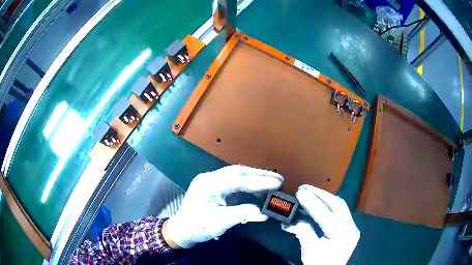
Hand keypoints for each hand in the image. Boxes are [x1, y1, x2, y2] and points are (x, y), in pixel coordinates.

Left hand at [165, 165, 283, 247]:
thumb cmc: (198, 226)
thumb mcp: (219, 222)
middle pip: (238, 172)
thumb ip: (242, 215)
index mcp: (208, 183)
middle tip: (280, 180)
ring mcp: (212, 181)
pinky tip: (259, 190)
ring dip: (255, 178)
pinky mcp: (215, 187)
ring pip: (237, 175)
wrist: (182, 229)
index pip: (237, 178)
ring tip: (273, 184)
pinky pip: (235, 182)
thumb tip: (265, 213)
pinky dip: (249, 185)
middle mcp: (210, 177)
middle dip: (260, 176)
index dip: (258, 181)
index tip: (277, 183)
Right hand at [283, 185, 359, 264]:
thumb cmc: (322, 264)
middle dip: (320, 194)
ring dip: (324, 197)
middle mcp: (351, 228)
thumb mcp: (310, 253)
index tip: (299, 192)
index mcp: (340, 238)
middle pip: (338, 205)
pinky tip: (319, 203)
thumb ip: (303, 233)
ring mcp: (353, 227)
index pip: (326, 216)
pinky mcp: (351, 227)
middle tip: (303, 188)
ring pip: (341, 206)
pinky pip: (340, 211)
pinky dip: (328, 205)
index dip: (312, 203)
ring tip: (309, 193)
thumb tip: (291, 220)